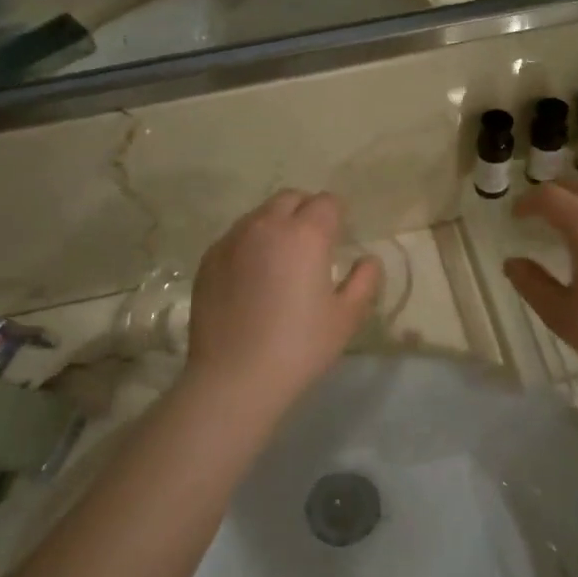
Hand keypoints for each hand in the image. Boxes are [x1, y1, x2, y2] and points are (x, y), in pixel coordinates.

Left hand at [185, 191, 380, 408]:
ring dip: (276, 225)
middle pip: (291, 198)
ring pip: (260, 215)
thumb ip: (364, 280)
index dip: (337, 216)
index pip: (327, 202)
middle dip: (306, 211)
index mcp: (305, 234)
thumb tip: (368, 260)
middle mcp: (266, 225)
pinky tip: (253, 278)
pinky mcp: (209, 259)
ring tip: (281, 261)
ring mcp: (232, 240)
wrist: (233, 378)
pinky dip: (250, 245)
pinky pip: (236, 237)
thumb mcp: (346, 317)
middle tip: (313, 245)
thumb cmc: (299, 347)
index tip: (339, 238)